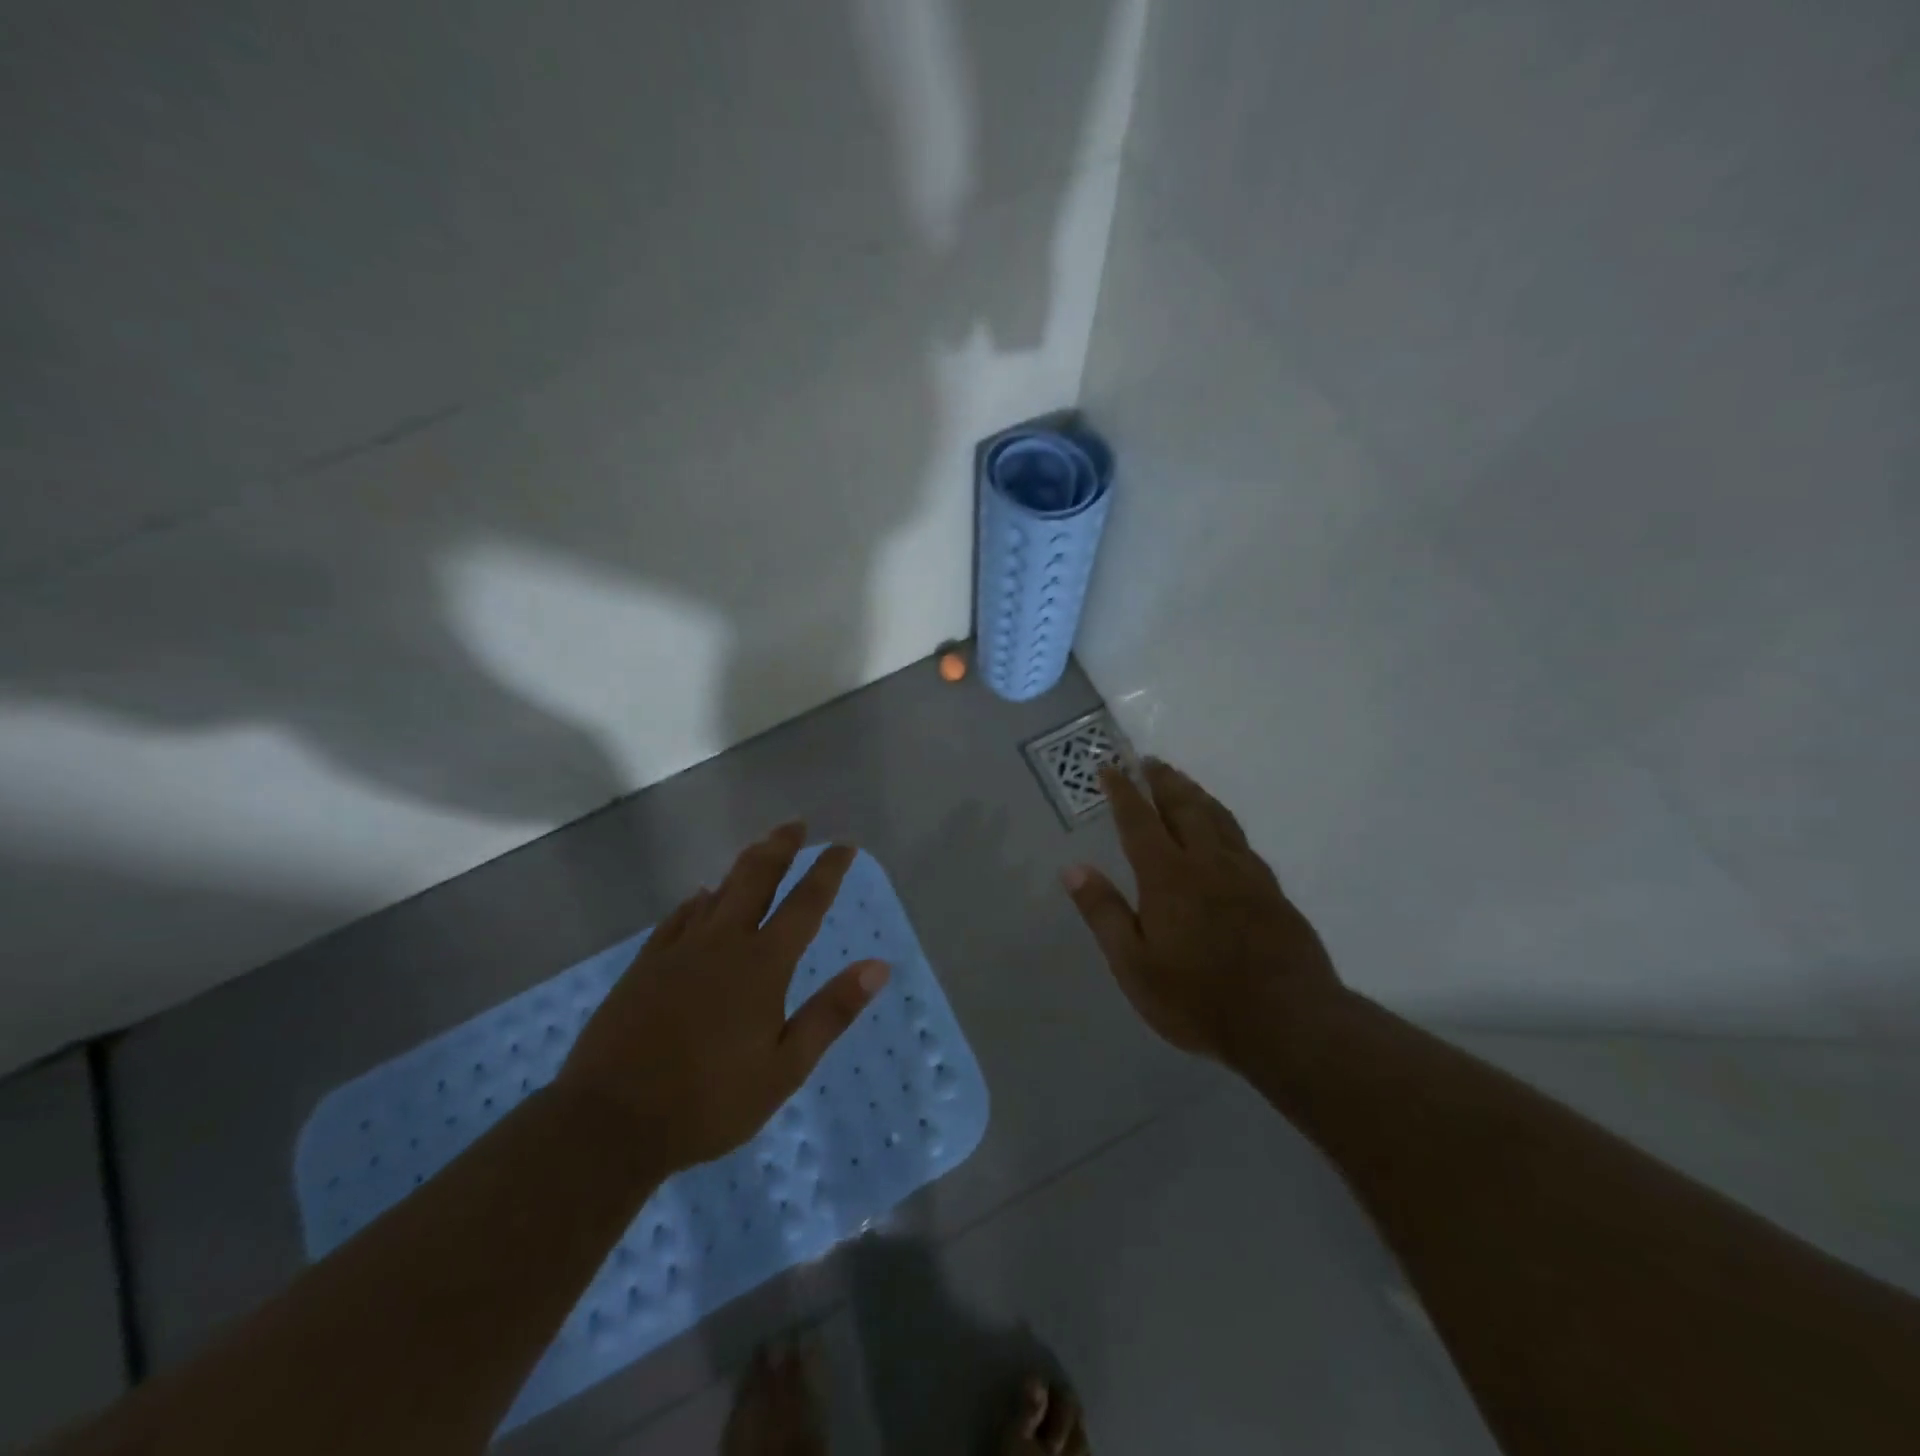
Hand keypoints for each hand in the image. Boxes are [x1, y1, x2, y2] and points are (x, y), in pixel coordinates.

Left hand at [557, 824, 889, 1172]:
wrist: (610, 1120)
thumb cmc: (709, 1101)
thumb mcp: (785, 1068)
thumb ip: (831, 1012)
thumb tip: (878, 967)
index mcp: (762, 965)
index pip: (805, 903)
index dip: (827, 870)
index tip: (844, 844)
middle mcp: (723, 943)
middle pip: (756, 878)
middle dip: (781, 847)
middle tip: (796, 824)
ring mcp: (679, 950)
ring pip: (718, 891)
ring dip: (743, 865)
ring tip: (759, 846)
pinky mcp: (646, 965)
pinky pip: (678, 917)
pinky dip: (697, 901)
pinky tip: (700, 896)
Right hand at [1062, 759, 1342, 1064]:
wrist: (1288, 1022)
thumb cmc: (1198, 998)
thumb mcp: (1134, 965)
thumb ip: (1104, 913)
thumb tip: (1073, 868)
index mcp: (1168, 876)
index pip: (1139, 821)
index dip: (1123, 792)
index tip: (1110, 767)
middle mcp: (1207, 862)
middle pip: (1183, 807)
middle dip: (1163, 781)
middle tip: (1149, 761)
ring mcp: (1245, 873)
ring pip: (1217, 818)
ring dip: (1195, 793)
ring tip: (1182, 780)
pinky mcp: (1271, 890)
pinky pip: (1241, 840)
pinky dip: (1224, 821)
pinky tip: (1223, 829)